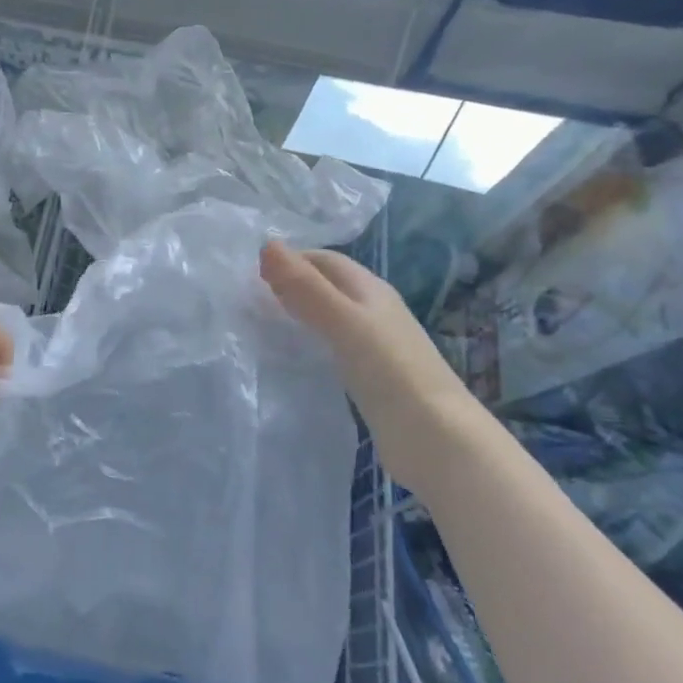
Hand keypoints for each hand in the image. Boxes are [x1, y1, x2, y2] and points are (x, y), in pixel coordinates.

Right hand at [260, 240, 479, 493]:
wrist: (435, 438)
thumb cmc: (390, 371)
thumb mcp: (343, 322)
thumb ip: (305, 287)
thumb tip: (266, 244)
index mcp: (371, 290)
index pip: (324, 260)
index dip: (290, 259)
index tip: (248, 273)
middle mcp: (373, 311)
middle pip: (327, 286)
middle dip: (291, 285)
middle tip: (247, 299)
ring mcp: (374, 346)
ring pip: (328, 318)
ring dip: (298, 315)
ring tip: (260, 325)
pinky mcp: (370, 378)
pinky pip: (331, 348)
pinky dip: (308, 344)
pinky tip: (291, 358)